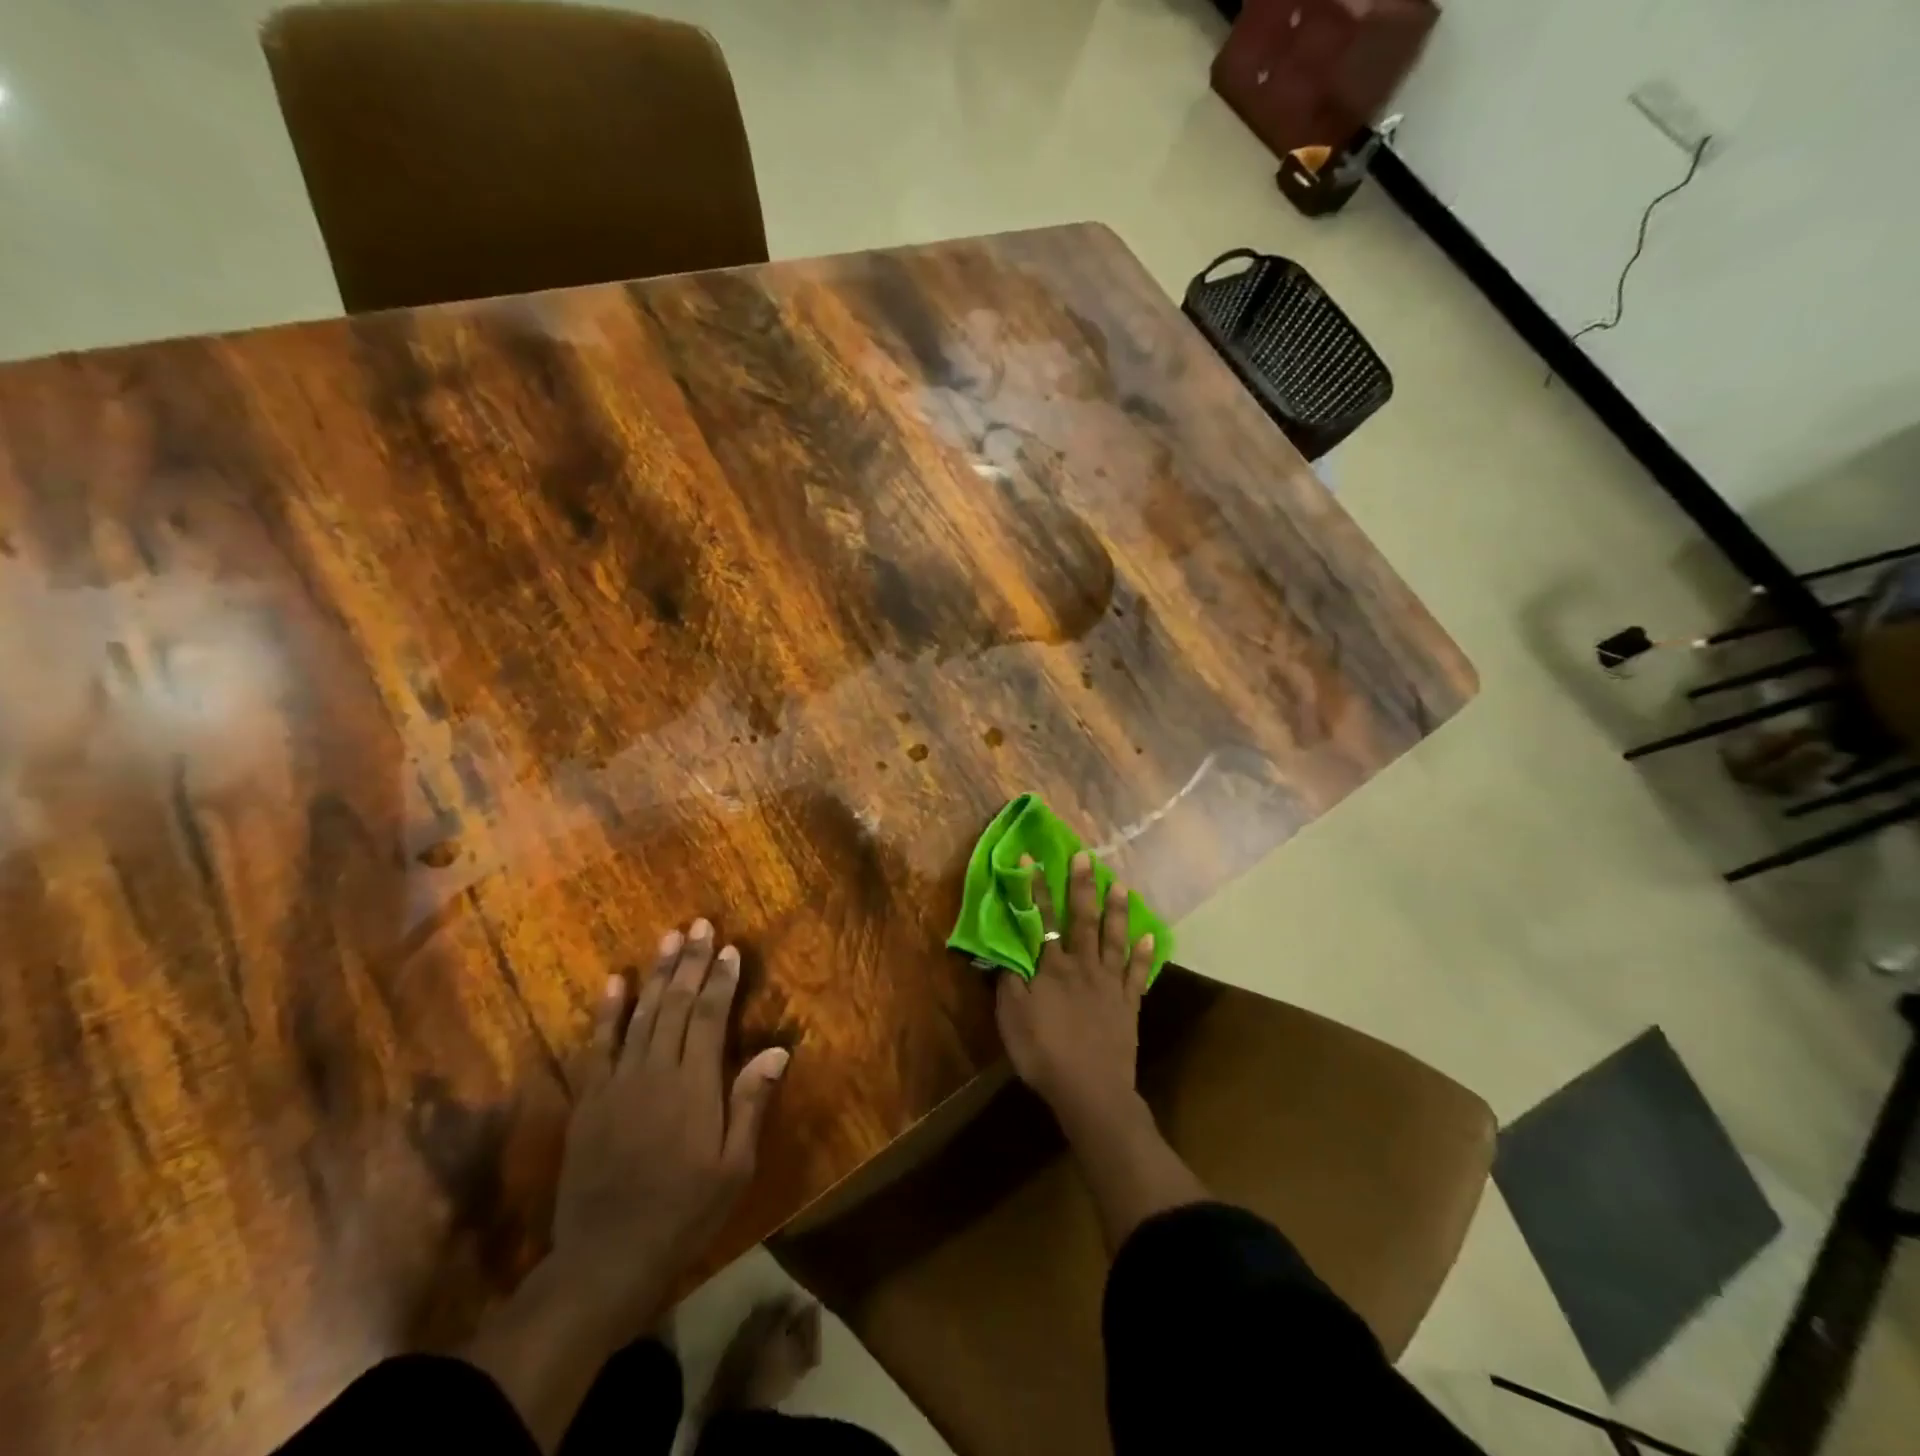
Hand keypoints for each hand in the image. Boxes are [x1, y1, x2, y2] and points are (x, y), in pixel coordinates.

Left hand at [552, 918, 790, 1332]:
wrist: (606, 1257)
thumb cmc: (684, 1212)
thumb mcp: (734, 1166)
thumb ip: (751, 1102)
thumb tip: (777, 1048)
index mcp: (694, 1085)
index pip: (709, 1017)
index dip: (720, 980)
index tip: (729, 948)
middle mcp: (656, 1071)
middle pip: (675, 1004)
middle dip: (690, 962)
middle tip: (699, 925)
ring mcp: (618, 1082)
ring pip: (641, 1014)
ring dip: (656, 974)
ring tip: (668, 938)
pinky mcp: (590, 1099)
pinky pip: (597, 1045)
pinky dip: (607, 1011)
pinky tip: (615, 982)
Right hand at [996, 852, 1154, 1120]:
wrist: (1090, 1090)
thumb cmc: (1044, 1054)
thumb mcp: (1012, 1018)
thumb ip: (1009, 982)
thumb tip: (1005, 951)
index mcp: (1052, 968)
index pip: (1042, 920)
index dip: (1036, 889)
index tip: (1033, 860)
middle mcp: (1083, 966)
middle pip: (1083, 919)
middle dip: (1082, 886)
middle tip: (1086, 857)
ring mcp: (1110, 983)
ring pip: (1114, 938)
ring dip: (1117, 910)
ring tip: (1120, 884)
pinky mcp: (1129, 1004)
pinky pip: (1138, 973)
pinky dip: (1144, 953)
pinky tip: (1150, 935)